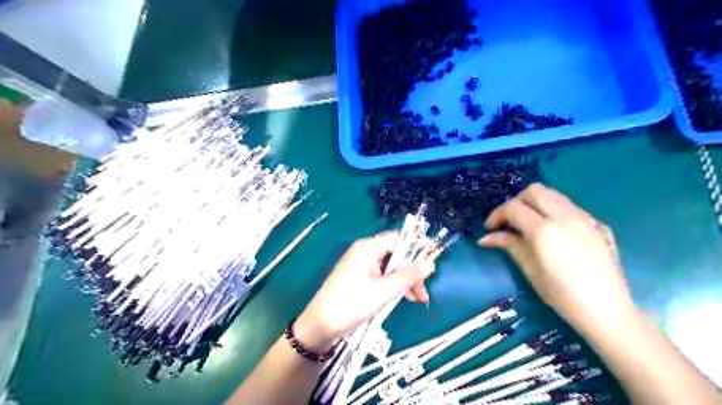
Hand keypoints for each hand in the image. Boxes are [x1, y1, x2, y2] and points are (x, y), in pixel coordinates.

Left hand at [295, 233, 432, 351]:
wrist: (321, 325)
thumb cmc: (352, 303)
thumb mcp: (384, 290)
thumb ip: (408, 275)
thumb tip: (430, 263)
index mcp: (368, 248)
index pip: (398, 239)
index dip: (417, 245)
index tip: (436, 254)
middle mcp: (365, 252)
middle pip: (396, 254)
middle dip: (412, 271)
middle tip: (424, 291)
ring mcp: (361, 265)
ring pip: (391, 267)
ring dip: (405, 281)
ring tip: (417, 300)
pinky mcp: (359, 277)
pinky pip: (382, 275)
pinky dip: (394, 285)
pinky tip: (403, 298)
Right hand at [479, 184, 636, 335]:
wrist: (607, 311)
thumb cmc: (561, 294)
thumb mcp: (529, 269)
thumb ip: (508, 245)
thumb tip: (485, 238)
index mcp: (544, 229)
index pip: (513, 207)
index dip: (497, 215)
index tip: (490, 229)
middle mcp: (565, 216)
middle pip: (534, 191)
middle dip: (517, 202)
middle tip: (510, 222)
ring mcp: (585, 218)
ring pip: (554, 195)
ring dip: (536, 204)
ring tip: (529, 225)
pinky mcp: (598, 225)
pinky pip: (571, 207)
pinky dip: (555, 211)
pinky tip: (554, 232)